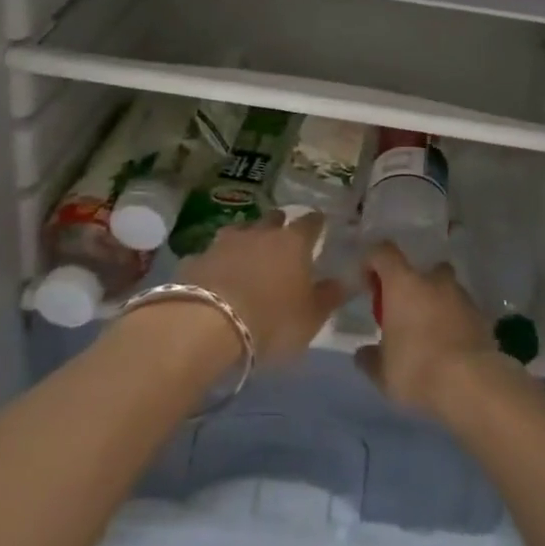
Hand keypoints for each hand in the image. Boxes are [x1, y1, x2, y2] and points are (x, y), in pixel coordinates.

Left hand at [176, 211, 346, 365]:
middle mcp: (260, 233)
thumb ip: (329, 297)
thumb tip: (348, 279)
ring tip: (248, 254)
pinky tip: (215, 275)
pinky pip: (211, 256)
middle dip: (279, 225)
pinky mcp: (195, 260)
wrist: (203, 326)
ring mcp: (224, 243)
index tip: (320, 225)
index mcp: (294, 243)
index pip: (311, 222)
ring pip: (240, 231)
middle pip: (273, 219)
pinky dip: (216, 262)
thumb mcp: (310, 319)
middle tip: (283, 238)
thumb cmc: (270, 321)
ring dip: (246, 239)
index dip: (317, 223)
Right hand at [355, 243, 499, 416]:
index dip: (372, 261)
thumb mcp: (382, 372)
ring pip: (444, 289)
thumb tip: (363, 354)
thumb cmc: (417, 368)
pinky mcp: (481, 315)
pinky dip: (453, 321)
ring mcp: (461, 295)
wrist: (471, 382)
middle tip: (403, 313)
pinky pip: (461, 310)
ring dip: (435, 303)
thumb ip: (369, 358)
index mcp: (403, 283)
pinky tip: (448, 347)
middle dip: (411, 286)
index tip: (368, 282)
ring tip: (428, 334)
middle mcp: (433, 280)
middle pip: (421, 269)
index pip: (384, 252)